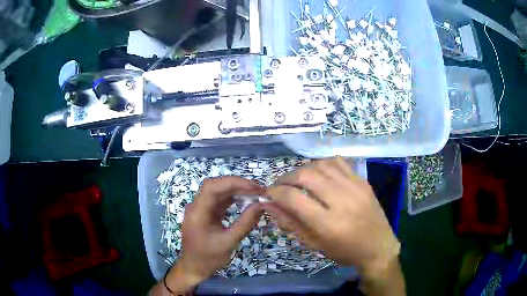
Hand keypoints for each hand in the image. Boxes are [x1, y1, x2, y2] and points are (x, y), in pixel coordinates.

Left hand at [166, 176, 263, 291]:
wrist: (194, 268)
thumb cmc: (209, 258)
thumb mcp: (229, 242)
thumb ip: (245, 223)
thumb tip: (261, 205)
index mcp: (198, 212)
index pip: (213, 187)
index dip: (234, 183)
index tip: (254, 187)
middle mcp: (197, 206)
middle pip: (216, 186)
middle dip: (238, 185)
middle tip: (259, 189)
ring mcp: (200, 208)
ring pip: (218, 191)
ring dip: (236, 190)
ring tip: (255, 193)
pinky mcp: (206, 213)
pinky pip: (219, 200)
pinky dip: (233, 198)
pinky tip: (245, 200)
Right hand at [264, 157, 400, 273]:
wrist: (378, 247)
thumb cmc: (344, 251)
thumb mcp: (314, 244)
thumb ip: (290, 223)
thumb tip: (268, 205)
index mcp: (328, 224)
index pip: (293, 198)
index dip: (275, 193)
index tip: (268, 194)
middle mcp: (342, 201)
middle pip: (306, 176)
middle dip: (286, 178)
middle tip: (280, 186)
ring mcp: (355, 187)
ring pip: (321, 165)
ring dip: (303, 169)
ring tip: (297, 180)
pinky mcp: (363, 181)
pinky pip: (338, 162)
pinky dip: (323, 164)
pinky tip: (318, 173)